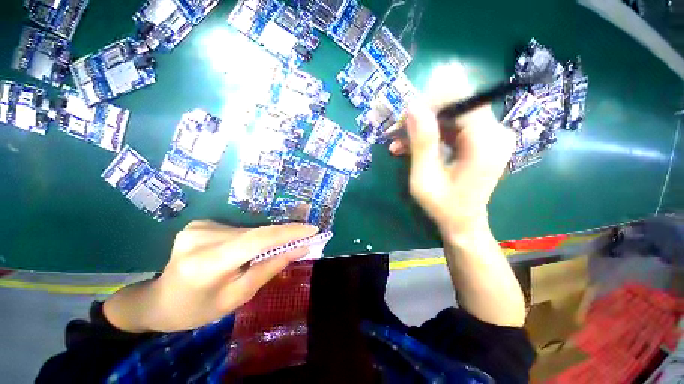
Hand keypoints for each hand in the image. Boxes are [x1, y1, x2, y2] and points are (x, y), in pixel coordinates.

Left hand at [103, 221, 317, 331]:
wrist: (159, 300)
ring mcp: (199, 226)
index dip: (289, 233)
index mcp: (207, 263)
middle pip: (256, 233)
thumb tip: (300, 248)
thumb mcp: (238, 296)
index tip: (313, 229)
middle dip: (284, 236)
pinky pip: (238, 229)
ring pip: (248, 230)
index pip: (257, 240)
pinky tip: (250, 250)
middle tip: (305, 238)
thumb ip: (270, 268)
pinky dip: (253, 237)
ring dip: (267, 239)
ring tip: (277, 249)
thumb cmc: (198, 308)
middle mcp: (201, 237)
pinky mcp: (200, 223)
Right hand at [387, 65, 514, 236]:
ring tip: (397, 144)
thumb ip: (421, 142)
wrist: (462, 222)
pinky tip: (408, 146)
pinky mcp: (480, 140)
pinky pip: (451, 126)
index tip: (404, 118)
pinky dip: (428, 134)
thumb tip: (413, 105)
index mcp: (485, 143)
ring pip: (450, 114)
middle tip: (395, 132)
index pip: (461, 100)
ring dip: (421, 127)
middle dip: (421, 116)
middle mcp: (495, 132)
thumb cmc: (442, 206)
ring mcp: (490, 135)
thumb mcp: (424, 178)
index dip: (430, 101)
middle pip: (455, 104)